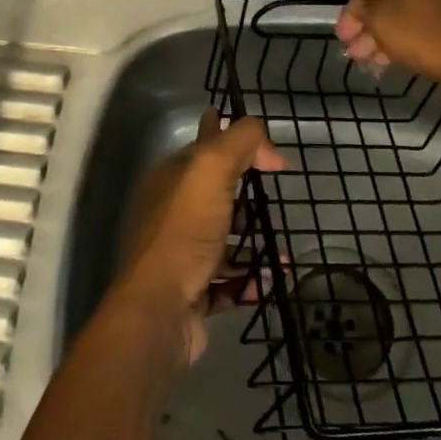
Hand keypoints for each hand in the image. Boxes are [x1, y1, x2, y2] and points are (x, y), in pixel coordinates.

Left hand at [117, 110, 283, 366]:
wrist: (159, 309)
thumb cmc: (184, 232)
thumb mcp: (211, 170)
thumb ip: (239, 143)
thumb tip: (268, 147)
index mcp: (170, 180)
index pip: (200, 147)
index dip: (220, 132)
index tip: (246, 130)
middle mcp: (172, 214)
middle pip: (213, 195)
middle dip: (243, 194)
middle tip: (273, 195)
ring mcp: (181, 256)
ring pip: (222, 240)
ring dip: (252, 242)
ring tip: (281, 245)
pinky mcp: (193, 293)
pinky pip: (228, 282)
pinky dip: (251, 279)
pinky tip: (272, 279)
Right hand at [336, 0, 440, 91]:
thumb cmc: (431, 36)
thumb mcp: (385, 25)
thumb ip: (364, 14)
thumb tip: (360, 12)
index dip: (350, 15)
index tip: (342, 40)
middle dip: (368, 27)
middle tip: (355, 53)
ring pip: (408, 8)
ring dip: (387, 33)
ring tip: (372, 61)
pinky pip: (428, 14)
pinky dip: (410, 31)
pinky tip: (397, 54)